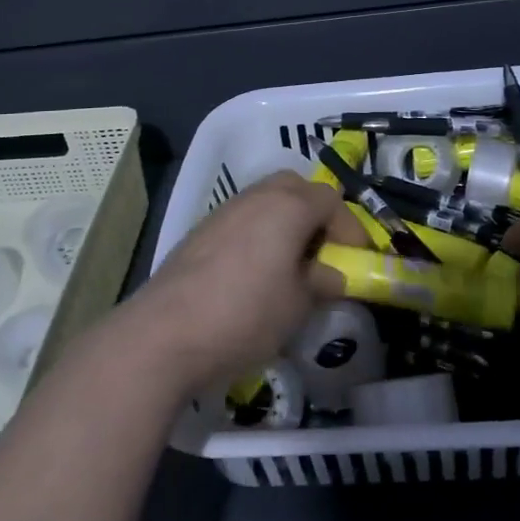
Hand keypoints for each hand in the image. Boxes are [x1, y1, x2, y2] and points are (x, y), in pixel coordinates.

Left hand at [123, 172, 346, 393]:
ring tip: (290, 264)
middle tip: (323, 252)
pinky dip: (258, 233)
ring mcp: (224, 210)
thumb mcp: (298, 305)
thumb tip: (332, 274)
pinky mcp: (200, 230)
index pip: (331, 199)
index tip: (355, 261)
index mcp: (288, 206)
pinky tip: (254, 272)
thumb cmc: (245, 315)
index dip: (350, 228)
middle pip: (296, 188)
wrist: (164, 332)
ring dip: (285, 222)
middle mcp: (257, 196)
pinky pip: (242, 218)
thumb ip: (322, 282)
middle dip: (316, 214)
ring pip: (266, 200)